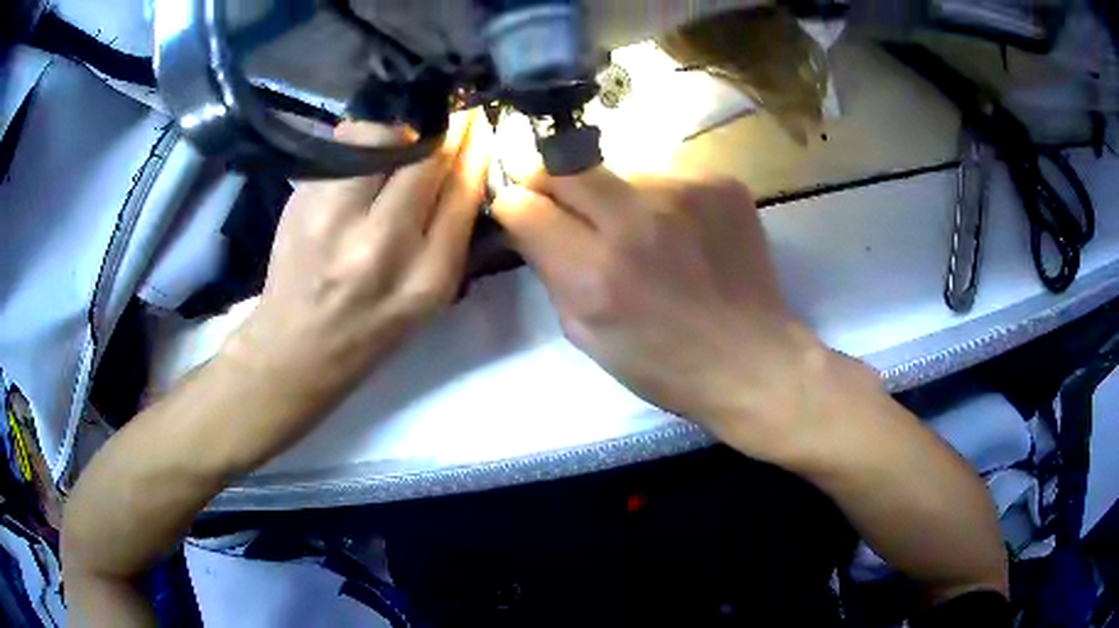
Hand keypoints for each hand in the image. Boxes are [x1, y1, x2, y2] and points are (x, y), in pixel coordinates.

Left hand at [222, 111, 490, 438]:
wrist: (297, 347)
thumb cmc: (371, 329)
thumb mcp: (429, 298)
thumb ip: (450, 233)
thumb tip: (463, 166)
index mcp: (426, 277)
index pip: (462, 190)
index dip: (474, 149)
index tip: (479, 125)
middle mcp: (381, 243)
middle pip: (424, 157)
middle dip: (446, 129)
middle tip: (452, 119)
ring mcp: (333, 218)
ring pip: (379, 139)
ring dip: (399, 131)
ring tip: (402, 141)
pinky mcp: (300, 202)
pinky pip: (341, 148)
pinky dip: (361, 142)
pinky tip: (363, 158)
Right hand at [491, 168, 847, 463]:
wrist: (753, 359)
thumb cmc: (665, 364)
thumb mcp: (586, 335)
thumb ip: (551, 273)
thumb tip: (531, 224)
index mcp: (595, 273)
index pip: (523, 204)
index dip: (515, 207)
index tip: (524, 215)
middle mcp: (636, 222)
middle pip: (563, 165)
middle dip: (550, 181)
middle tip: (564, 204)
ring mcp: (684, 194)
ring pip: (618, 170)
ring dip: (614, 195)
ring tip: (642, 232)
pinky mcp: (721, 184)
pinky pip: (666, 176)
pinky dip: (661, 200)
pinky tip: (683, 233)